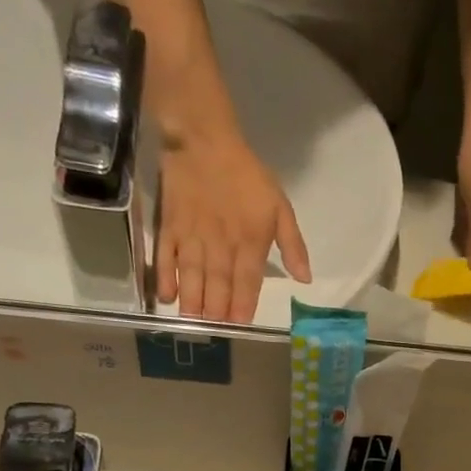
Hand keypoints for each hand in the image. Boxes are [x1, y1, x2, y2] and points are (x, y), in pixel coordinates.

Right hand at [156, 127, 310, 322]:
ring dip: (193, 302)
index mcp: (250, 241)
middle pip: (218, 284)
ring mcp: (193, 236)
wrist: (204, 140)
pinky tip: (167, 297)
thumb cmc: (246, 175)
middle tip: (214, 331)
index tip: (240, 325)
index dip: (243, 305)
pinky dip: (166, 277)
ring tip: (193, 323)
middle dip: (217, 311)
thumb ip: (293, 245)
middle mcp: (221, 244)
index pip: (247, 281)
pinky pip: (167, 257)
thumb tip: (305, 279)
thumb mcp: (280, 206)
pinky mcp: (170, 226)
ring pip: (193, 276)